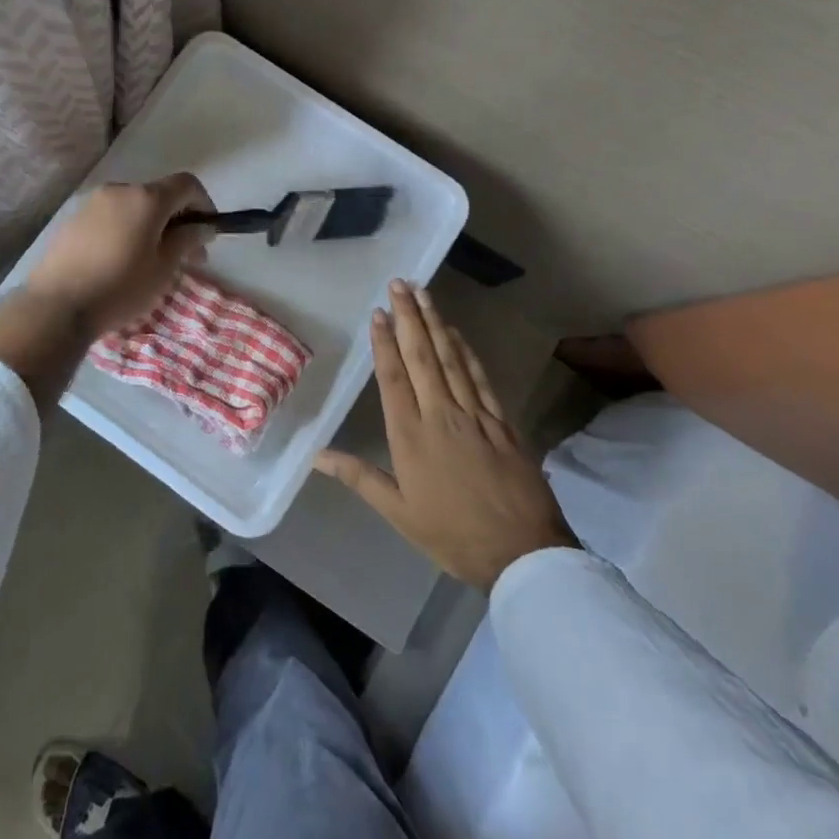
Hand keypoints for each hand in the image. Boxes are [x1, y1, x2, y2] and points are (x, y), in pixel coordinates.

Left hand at [24, 174, 214, 337]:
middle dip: (178, 220)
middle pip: (159, 195)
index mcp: (146, 198)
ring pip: (134, 207)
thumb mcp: (163, 269)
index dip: (204, 204)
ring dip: (152, 226)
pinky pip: (112, 217)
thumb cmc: (120, 287)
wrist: (56, 305)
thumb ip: (187, 240)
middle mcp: (119, 190)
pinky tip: (122, 261)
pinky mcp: (73, 219)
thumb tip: (203, 227)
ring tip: (153, 262)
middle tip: (187, 257)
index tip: (207, 233)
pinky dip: (127, 230)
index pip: (187, 184)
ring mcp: (92, 203)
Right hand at [315, 281, 575, 590]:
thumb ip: (359, 477)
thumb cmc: (452, 534)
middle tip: (400, 284)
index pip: (393, 377)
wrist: (522, 553)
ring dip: (435, 323)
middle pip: (422, 356)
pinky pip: (480, 377)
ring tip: (424, 294)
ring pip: (451, 358)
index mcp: (411, 435)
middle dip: (409, 317)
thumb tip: (317, 455)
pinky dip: (466, 351)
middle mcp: (441, 414)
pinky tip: (456, 333)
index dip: (384, 342)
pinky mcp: (501, 421)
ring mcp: (474, 414)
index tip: (378, 312)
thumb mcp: (399, 512)